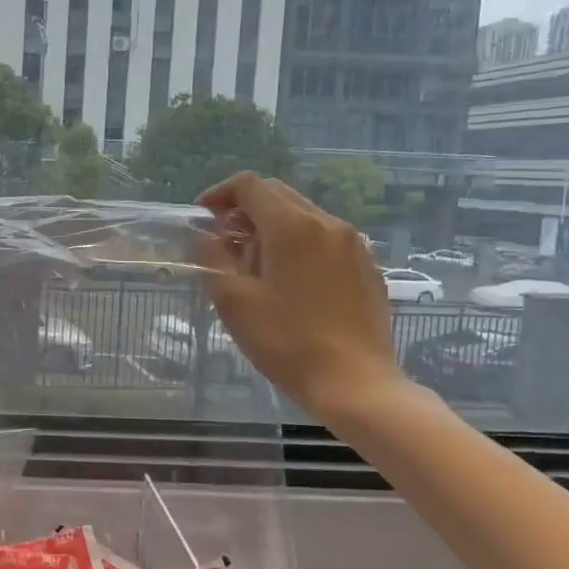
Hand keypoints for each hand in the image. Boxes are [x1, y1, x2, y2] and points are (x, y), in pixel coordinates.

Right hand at [196, 172, 408, 420]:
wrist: (355, 382)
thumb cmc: (286, 341)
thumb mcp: (234, 301)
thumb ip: (212, 259)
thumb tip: (202, 237)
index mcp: (291, 226)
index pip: (250, 185)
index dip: (220, 194)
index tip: (202, 217)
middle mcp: (326, 223)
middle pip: (278, 194)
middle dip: (245, 208)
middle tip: (223, 240)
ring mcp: (352, 244)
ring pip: (303, 215)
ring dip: (272, 226)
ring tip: (254, 263)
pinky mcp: (366, 266)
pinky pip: (325, 238)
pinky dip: (299, 243)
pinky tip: (290, 280)